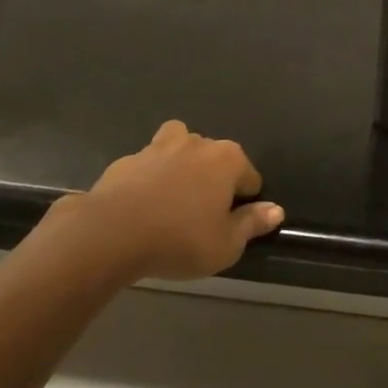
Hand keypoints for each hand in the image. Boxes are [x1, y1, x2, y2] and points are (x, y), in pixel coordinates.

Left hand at [75, 121, 283, 280]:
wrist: (111, 232)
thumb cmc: (179, 239)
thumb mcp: (225, 245)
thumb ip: (252, 224)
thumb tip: (276, 210)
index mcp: (227, 159)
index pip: (250, 176)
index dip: (244, 201)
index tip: (230, 225)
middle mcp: (197, 143)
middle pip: (216, 157)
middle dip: (213, 180)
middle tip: (201, 217)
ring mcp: (160, 146)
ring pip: (180, 147)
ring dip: (181, 165)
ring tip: (172, 198)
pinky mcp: (128, 159)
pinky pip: (148, 165)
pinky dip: (149, 178)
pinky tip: (141, 206)